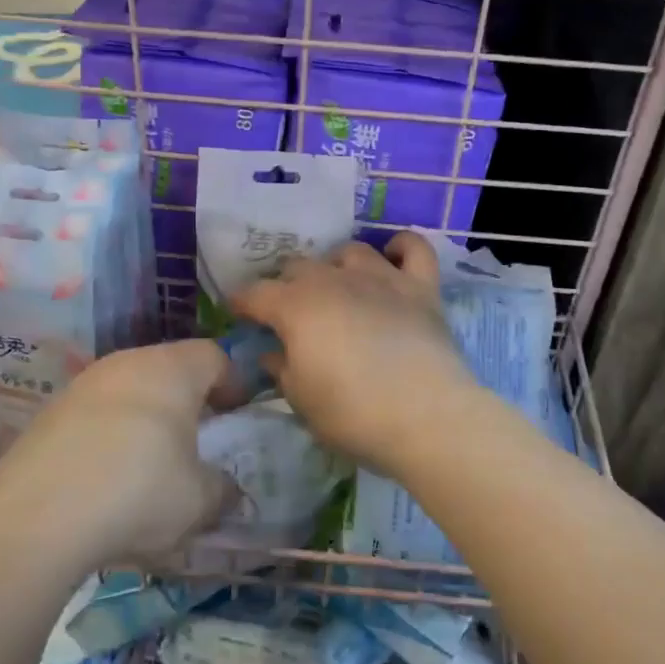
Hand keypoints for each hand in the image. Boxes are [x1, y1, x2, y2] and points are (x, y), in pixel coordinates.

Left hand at [0, 339, 237, 570]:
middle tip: (195, 439)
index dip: (232, 383)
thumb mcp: (199, 500)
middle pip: (168, 368)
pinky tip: (103, 477)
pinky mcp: (47, 413)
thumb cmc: (138, 493)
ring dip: (143, 417)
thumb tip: (225, 488)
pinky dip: (106, 435)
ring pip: (128, 389)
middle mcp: (126, 363)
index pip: (214, 356)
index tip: (235, 416)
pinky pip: (93, 414)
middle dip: (186, 400)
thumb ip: (222, 488)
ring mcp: (82, 385)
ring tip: (147, 462)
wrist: (36, 520)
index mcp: (171, 370)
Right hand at [232, 232, 476, 478]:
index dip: (241, 302)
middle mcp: (335, 280)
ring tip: (337, 287)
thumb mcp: (302, 400)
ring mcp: (381, 278)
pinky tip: (393, 258)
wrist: (427, 416)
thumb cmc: (353, 414)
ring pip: (349, 251)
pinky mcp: (420, 286)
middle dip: (286, 285)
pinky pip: (413, 247)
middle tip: (288, 312)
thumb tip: (272, 352)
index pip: (255, 293)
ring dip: (336, 265)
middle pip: (299, 266)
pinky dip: (401, 247)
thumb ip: (282, 368)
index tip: (237, 313)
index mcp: (296, 307)